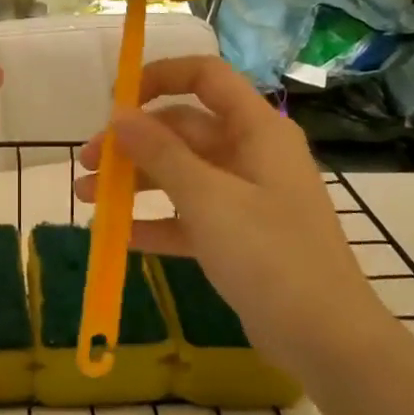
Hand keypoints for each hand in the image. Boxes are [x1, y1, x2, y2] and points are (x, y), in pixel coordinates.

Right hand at [75, 56, 370, 365]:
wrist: (325, 337)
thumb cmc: (269, 254)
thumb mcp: (208, 199)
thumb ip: (160, 153)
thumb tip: (119, 115)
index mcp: (256, 129)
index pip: (206, 77)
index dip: (159, 77)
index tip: (115, 102)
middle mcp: (252, 153)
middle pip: (184, 129)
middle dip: (133, 143)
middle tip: (87, 164)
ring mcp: (246, 196)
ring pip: (182, 173)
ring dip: (135, 181)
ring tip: (87, 198)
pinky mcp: (240, 235)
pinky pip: (190, 215)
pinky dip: (157, 221)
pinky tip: (119, 235)